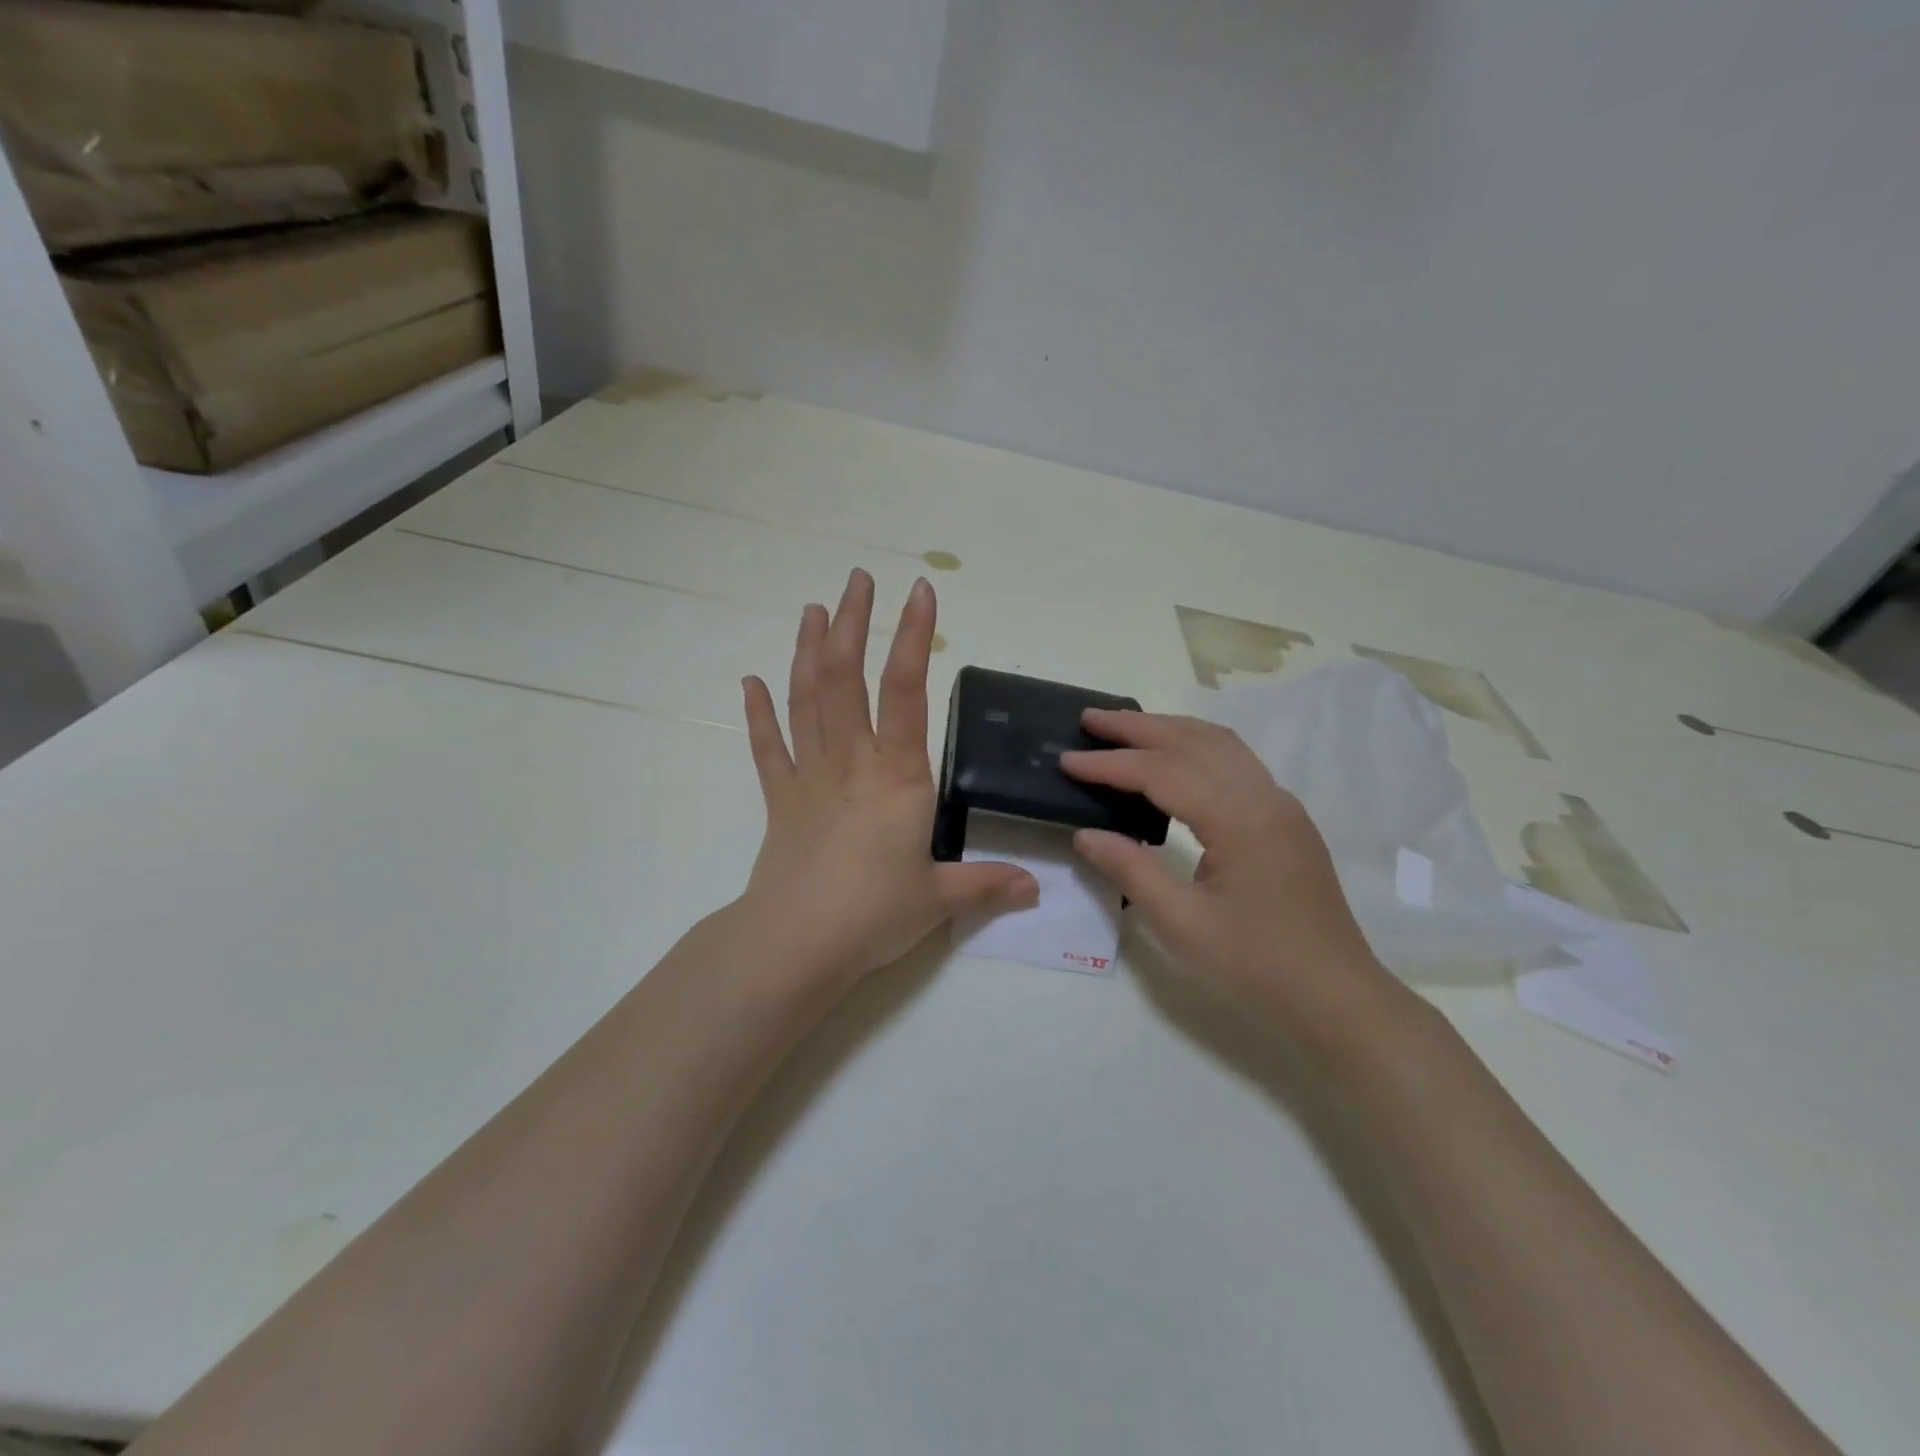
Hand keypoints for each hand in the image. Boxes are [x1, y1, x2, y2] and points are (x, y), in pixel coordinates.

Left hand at [736, 569, 1037, 987]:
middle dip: (852, 623)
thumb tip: (1034, 887)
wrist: (797, 944)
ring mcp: (810, 777)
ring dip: (808, 651)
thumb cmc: (874, 914)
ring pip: (806, 700)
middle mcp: (852, 762)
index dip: (913, 637)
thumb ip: (987, 884)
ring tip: (812, 610)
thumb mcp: (940, 899)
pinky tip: (750, 682)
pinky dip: (759, 714)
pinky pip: (768, 748)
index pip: (908, 691)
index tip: (919, 592)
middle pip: (846, 678)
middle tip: (857, 580)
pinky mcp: (781, 800)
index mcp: (898, 775)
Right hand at [1061, 711, 1401, 1050]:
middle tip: (1090, 719)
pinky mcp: (1285, 819)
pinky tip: (1173, 756)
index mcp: (1241, 819)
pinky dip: (1195, 746)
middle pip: (1194, 741)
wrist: (1335, 997)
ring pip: (1220, 744)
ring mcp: (1280, 805)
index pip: (1163, 772)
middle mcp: (1265, 797)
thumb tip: (1085, 834)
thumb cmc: (1256, 966)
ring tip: (1125, 728)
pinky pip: (1235, 761)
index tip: (1067, 760)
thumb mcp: (1181, 924)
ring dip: (1169, 728)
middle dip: (1138, 726)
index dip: (1111, 764)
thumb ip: (1131, 870)